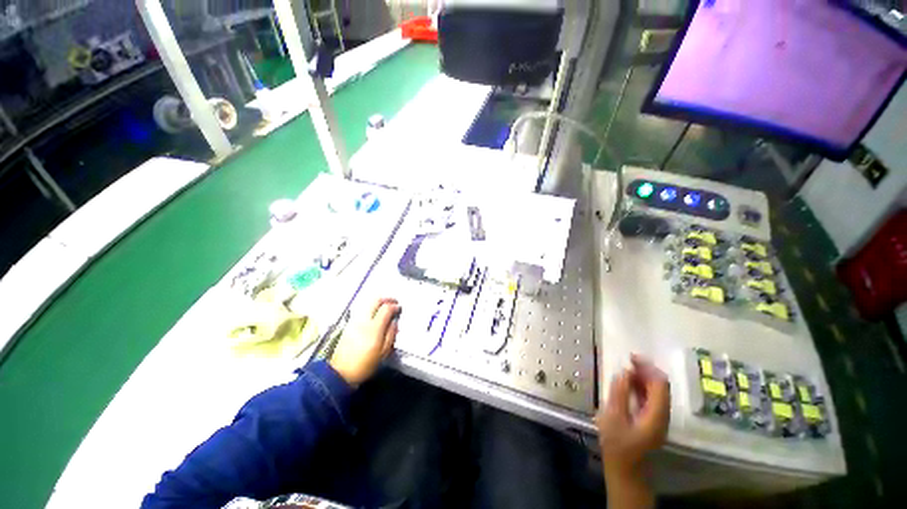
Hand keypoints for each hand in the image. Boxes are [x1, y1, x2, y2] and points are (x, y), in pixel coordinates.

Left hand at [330, 298, 400, 385]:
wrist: (340, 373)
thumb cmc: (365, 365)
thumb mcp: (383, 352)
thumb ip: (391, 334)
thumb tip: (394, 322)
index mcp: (374, 328)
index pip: (386, 308)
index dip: (395, 306)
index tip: (400, 308)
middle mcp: (363, 321)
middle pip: (375, 300)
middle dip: (387, 299)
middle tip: (394, 302)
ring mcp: (354, 321)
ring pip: (367, 303)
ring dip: (378, 302)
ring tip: (385, 307)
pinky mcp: (348, 324)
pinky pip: (362, 310)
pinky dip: (371, 307)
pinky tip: (374, 314)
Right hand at [596, 355, 670, 478]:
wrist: (625, 471)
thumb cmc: (617, 445)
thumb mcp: (613, 417)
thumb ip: (619, 393)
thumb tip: (623, 372)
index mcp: (656, 415)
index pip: (660, 385)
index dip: (648, 368)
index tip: (631, 357)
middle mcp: (662, 415)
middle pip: (660, 387)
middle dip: (646, 370)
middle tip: (627, 360)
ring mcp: (658, 418)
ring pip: (656, 392)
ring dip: (643, 378)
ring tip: (625, 370)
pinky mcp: (651, 420)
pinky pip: (650, 398)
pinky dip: (640, 387)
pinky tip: (627, 384)